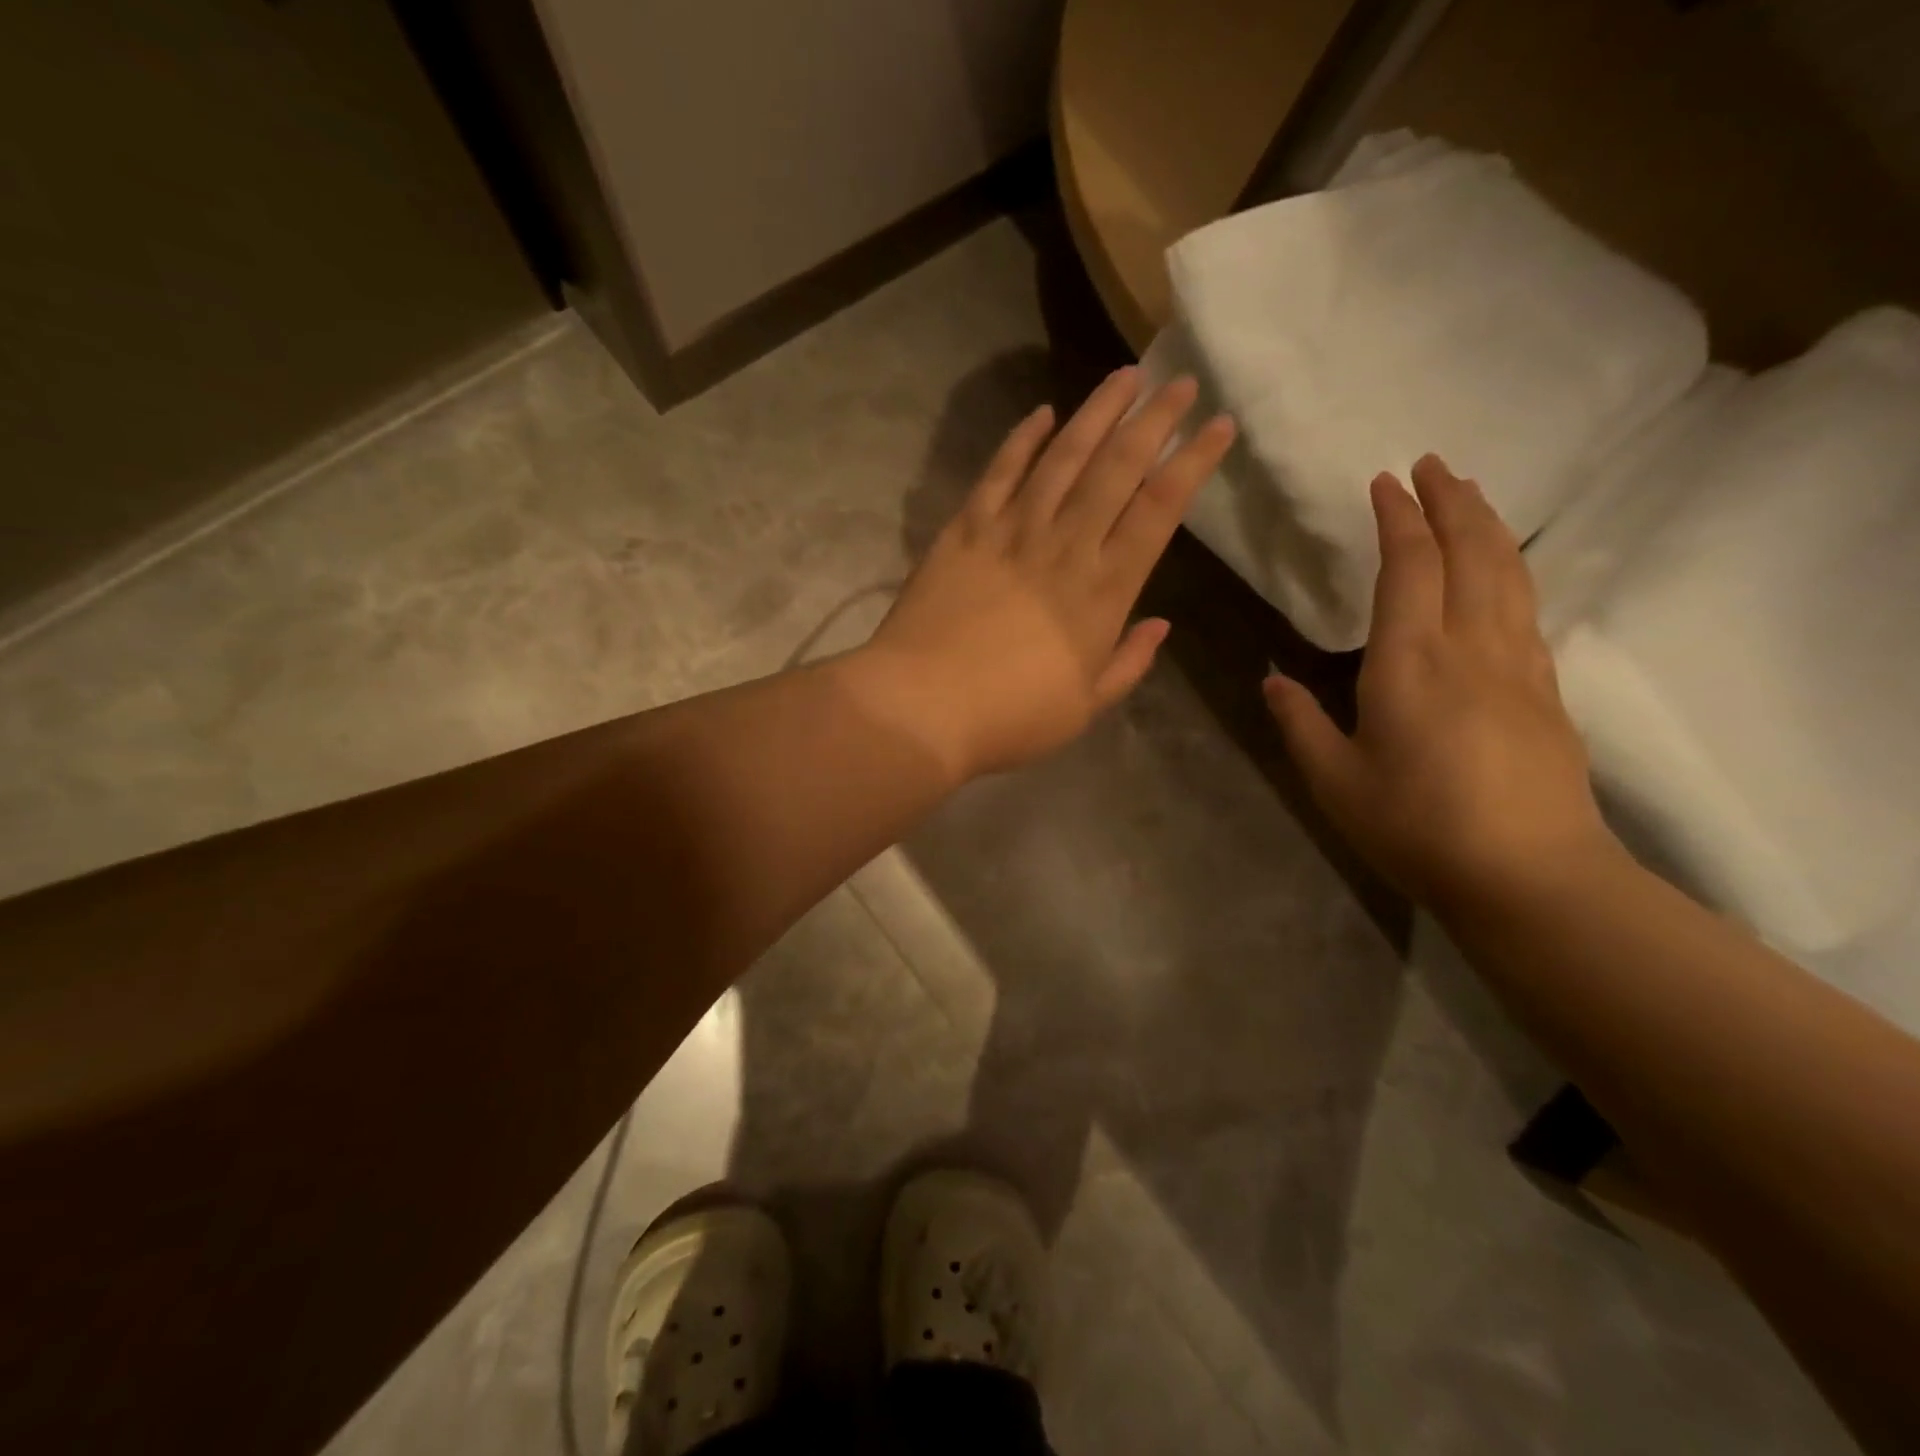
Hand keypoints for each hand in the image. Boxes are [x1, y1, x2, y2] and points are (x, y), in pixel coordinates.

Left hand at [858, 366, 1234, 779]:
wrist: (922, 707)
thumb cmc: (1010, 717)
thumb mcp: (1085, 706)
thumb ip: (1128, 663)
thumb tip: (1161, 625)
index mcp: (1103, 591)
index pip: (1159, 510)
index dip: (1193, 463)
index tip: (1218, 425)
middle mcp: (1064, 546)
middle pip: (1118, 468)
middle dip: (1154, 420)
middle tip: (1180, 382)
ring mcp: (1011, 532)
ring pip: (1063, 456)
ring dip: (1097, 412)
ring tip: (1125, 377)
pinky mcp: (964, 530)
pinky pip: (999, 473)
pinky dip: (1022, 440)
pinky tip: (1042, 414)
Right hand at [1264, 455, 1617, 913]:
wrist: (1530, 876)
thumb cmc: (1416, 827)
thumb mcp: (1335, 782)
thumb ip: (1300, 724)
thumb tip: (1272, 681)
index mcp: (1410, 662)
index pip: (1408, 568)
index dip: (1397, 519)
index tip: (1384, 482)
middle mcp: (1470, 647)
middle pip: (1471, 553)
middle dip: (1451, 501)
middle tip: (1433, 464)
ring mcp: (1517, 666)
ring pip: (1509, 573)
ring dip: (1488, 525)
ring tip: (1470, 495)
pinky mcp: (1545, 691)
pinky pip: (1526, 608)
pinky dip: (1510, 570)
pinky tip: (1502, 572)